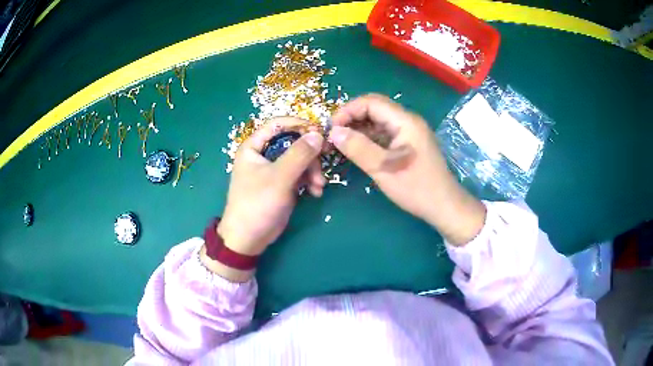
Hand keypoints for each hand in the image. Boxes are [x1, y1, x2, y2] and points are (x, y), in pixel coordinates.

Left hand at [218, 117, 325, 255]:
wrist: (249, 238)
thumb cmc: (257, 204)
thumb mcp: (279, 178)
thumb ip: (299, 154)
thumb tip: (318, 134)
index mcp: (254, 146)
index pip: (278, 124)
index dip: (299, 124)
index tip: (320, 131)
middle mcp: (264, 154)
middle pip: (293, 142)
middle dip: (310, 155)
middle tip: (322, 166)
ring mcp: (274, 169)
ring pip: (300, 159)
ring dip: (313, 171)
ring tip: (319, 186)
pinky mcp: (283, 183)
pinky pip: (301, 174)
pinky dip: (310, 181)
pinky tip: (315, 193)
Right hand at [329, 94, 484, 244]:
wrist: (444, 206)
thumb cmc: (417, 188)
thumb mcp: (383, 169)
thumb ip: (358, 148)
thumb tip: (334, 132)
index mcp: (405, 121)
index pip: (371, 102)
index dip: (348, 111)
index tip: (331, 129)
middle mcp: (407, 121)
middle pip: (374, 109)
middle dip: (351, 119)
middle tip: (333, 137)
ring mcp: (408, 133)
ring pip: (378, 122)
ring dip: (358, 130)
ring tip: (340, 144)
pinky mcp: (407, 144)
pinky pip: (384, 134)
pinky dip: (368, 139)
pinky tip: (356, 150)